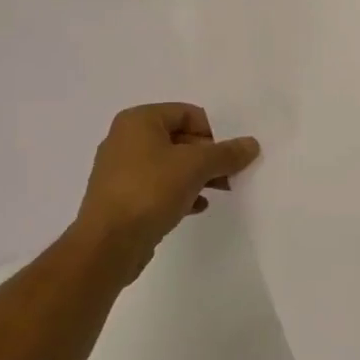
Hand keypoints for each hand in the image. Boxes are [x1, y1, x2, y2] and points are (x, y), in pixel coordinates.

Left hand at [69, 103, 259, 280]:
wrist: (107, 245)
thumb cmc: (150, 191)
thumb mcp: (195, 166)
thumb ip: (226, 153)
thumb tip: (251, 144)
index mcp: (138, 121)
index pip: (187, 113)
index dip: (213, 131)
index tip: (230, 154)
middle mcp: (125, 139)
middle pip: (179, 138)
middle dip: (208, 156)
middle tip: (231, 174)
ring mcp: (121, 170)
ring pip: (170, 165)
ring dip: (197, 175)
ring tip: (221, 190)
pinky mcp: (121, 198)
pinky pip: (158, 187)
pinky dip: (180, 192)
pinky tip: (197, 206)